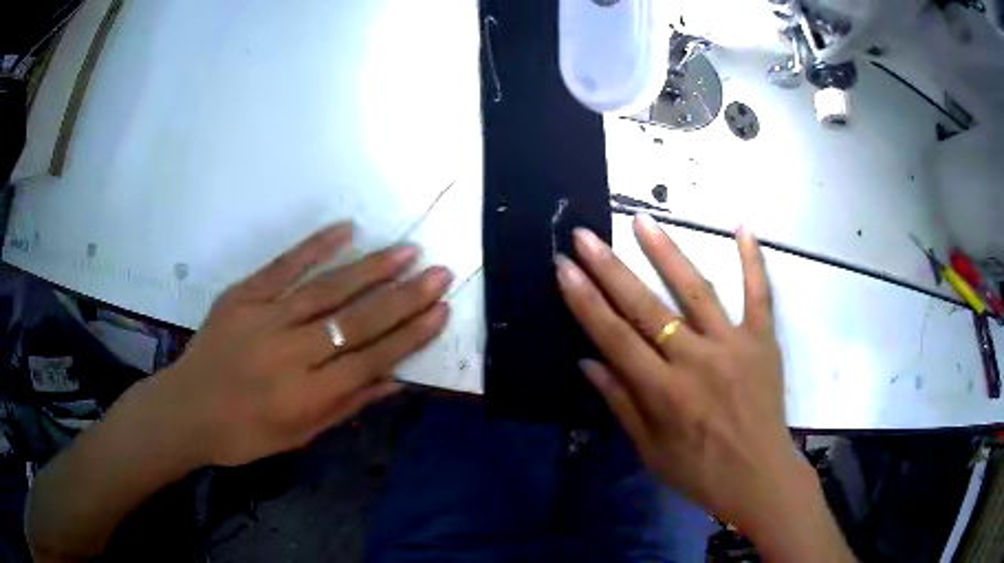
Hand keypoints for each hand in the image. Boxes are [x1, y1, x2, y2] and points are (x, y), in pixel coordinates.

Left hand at [151, 222, 451, 467]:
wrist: (187, 409)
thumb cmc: (245, 434)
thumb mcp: (300, 436)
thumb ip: (348, 406)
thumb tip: (396, 380)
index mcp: (306, 396)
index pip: (371, 360)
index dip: (410, 336)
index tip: (441, 311)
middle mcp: (290, 354)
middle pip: (356, 321)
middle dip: (405, 296)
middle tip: (440, 272)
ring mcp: (264, 318)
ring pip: (327, 289)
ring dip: (372, 268)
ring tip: (408, 251)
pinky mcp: (242, 296)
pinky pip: (283, 266)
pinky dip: (315, 246)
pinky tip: (346, 230)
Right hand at [556, 215, 850, 560]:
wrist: (758, 476)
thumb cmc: (699, 471)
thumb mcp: (650, 449)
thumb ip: (620, 402)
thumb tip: (587, 361)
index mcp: (664, 393)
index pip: (615, 337)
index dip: (585, 301)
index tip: (563, 268)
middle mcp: (696, 361)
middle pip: (646, 307)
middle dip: (610, 268)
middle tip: (584, 234)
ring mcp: (733, 345)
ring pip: (695, 290)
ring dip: (667, 252)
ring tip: (642, 220)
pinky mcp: (763, 340)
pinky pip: (759, 294)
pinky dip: (752, 260)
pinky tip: (741, 226)